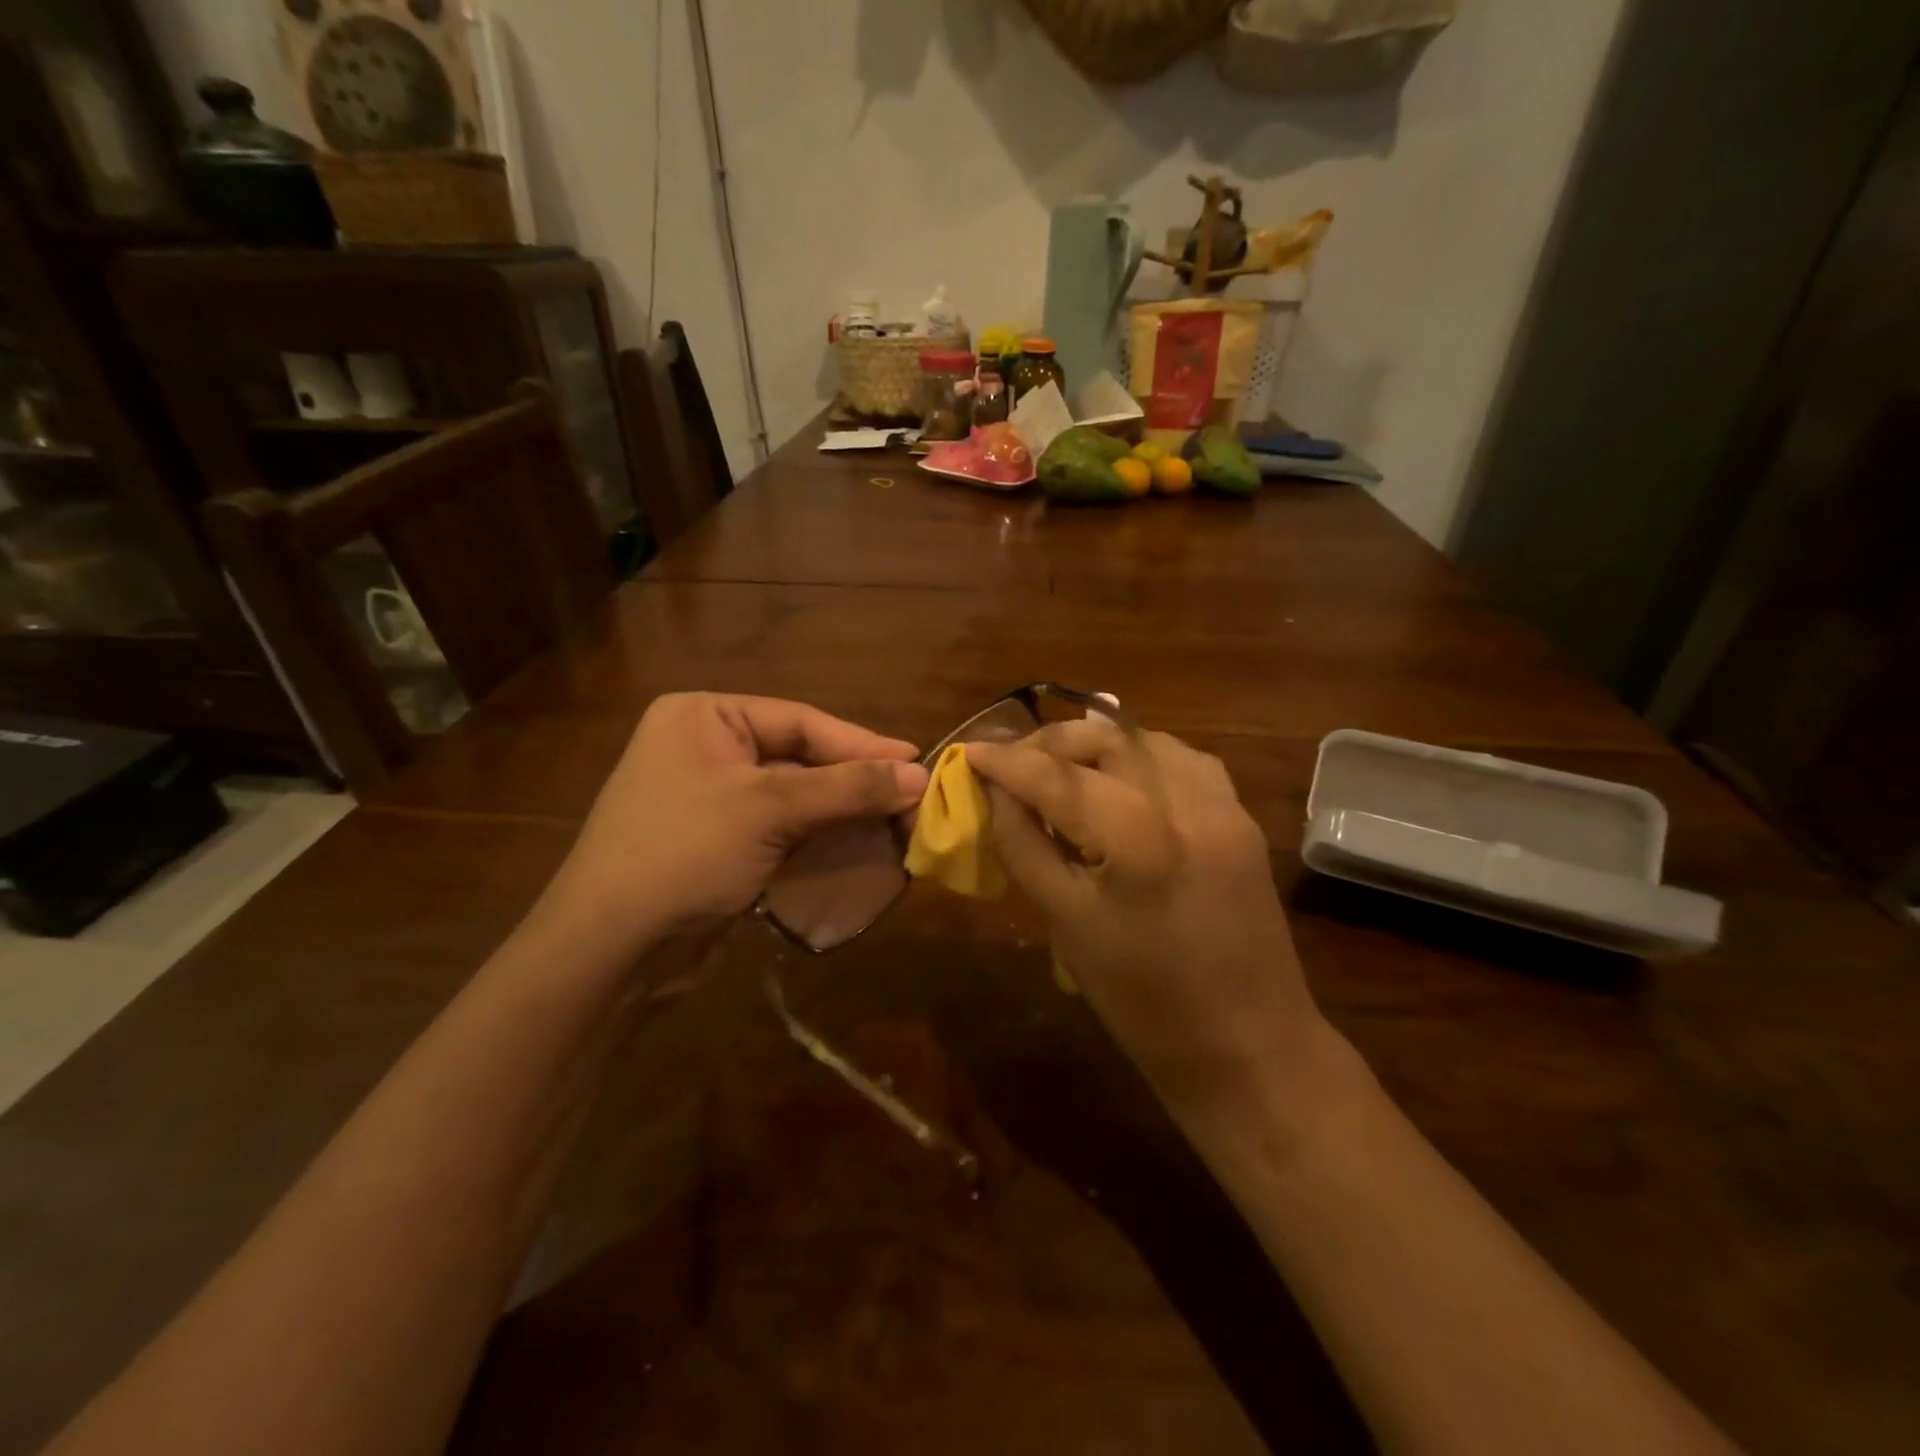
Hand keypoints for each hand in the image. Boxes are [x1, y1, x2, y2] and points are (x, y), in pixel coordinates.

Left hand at [539, 693, 927, 958]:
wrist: (609, 951)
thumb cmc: (685, 854)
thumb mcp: (770, 809)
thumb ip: (848, 788)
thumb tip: (920, 774)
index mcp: (704, 718)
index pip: (801, 721)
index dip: (863, 744)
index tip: (918, 762)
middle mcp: (706, 749)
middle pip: (801, 758)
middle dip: (856, 782)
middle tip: (914, 797)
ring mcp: (712, 800)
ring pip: (796, 798)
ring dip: (844, 813)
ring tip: (899, 824)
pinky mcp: (721, 845)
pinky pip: (783, 831)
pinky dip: (820, 839)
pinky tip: (860, 847)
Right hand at [967, 722, 1334, 1132]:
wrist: (1248, 1045)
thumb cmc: (1142, 1002)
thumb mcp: (1065, 925)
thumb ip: (1024, 846)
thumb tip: (995, 793)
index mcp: (1138, 841)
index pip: (1058, 777)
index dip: (1007, 761)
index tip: (970, 752)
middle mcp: (1186, 804)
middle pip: (1106, 739)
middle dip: (1049, 741)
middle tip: (1012, 762)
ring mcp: (1223, 805)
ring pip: (1146, 738)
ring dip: (1095, 743)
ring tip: (1060, 768)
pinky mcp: (1241, 816)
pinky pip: (1182, 759)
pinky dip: (1140, 756)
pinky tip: (1120, 779)